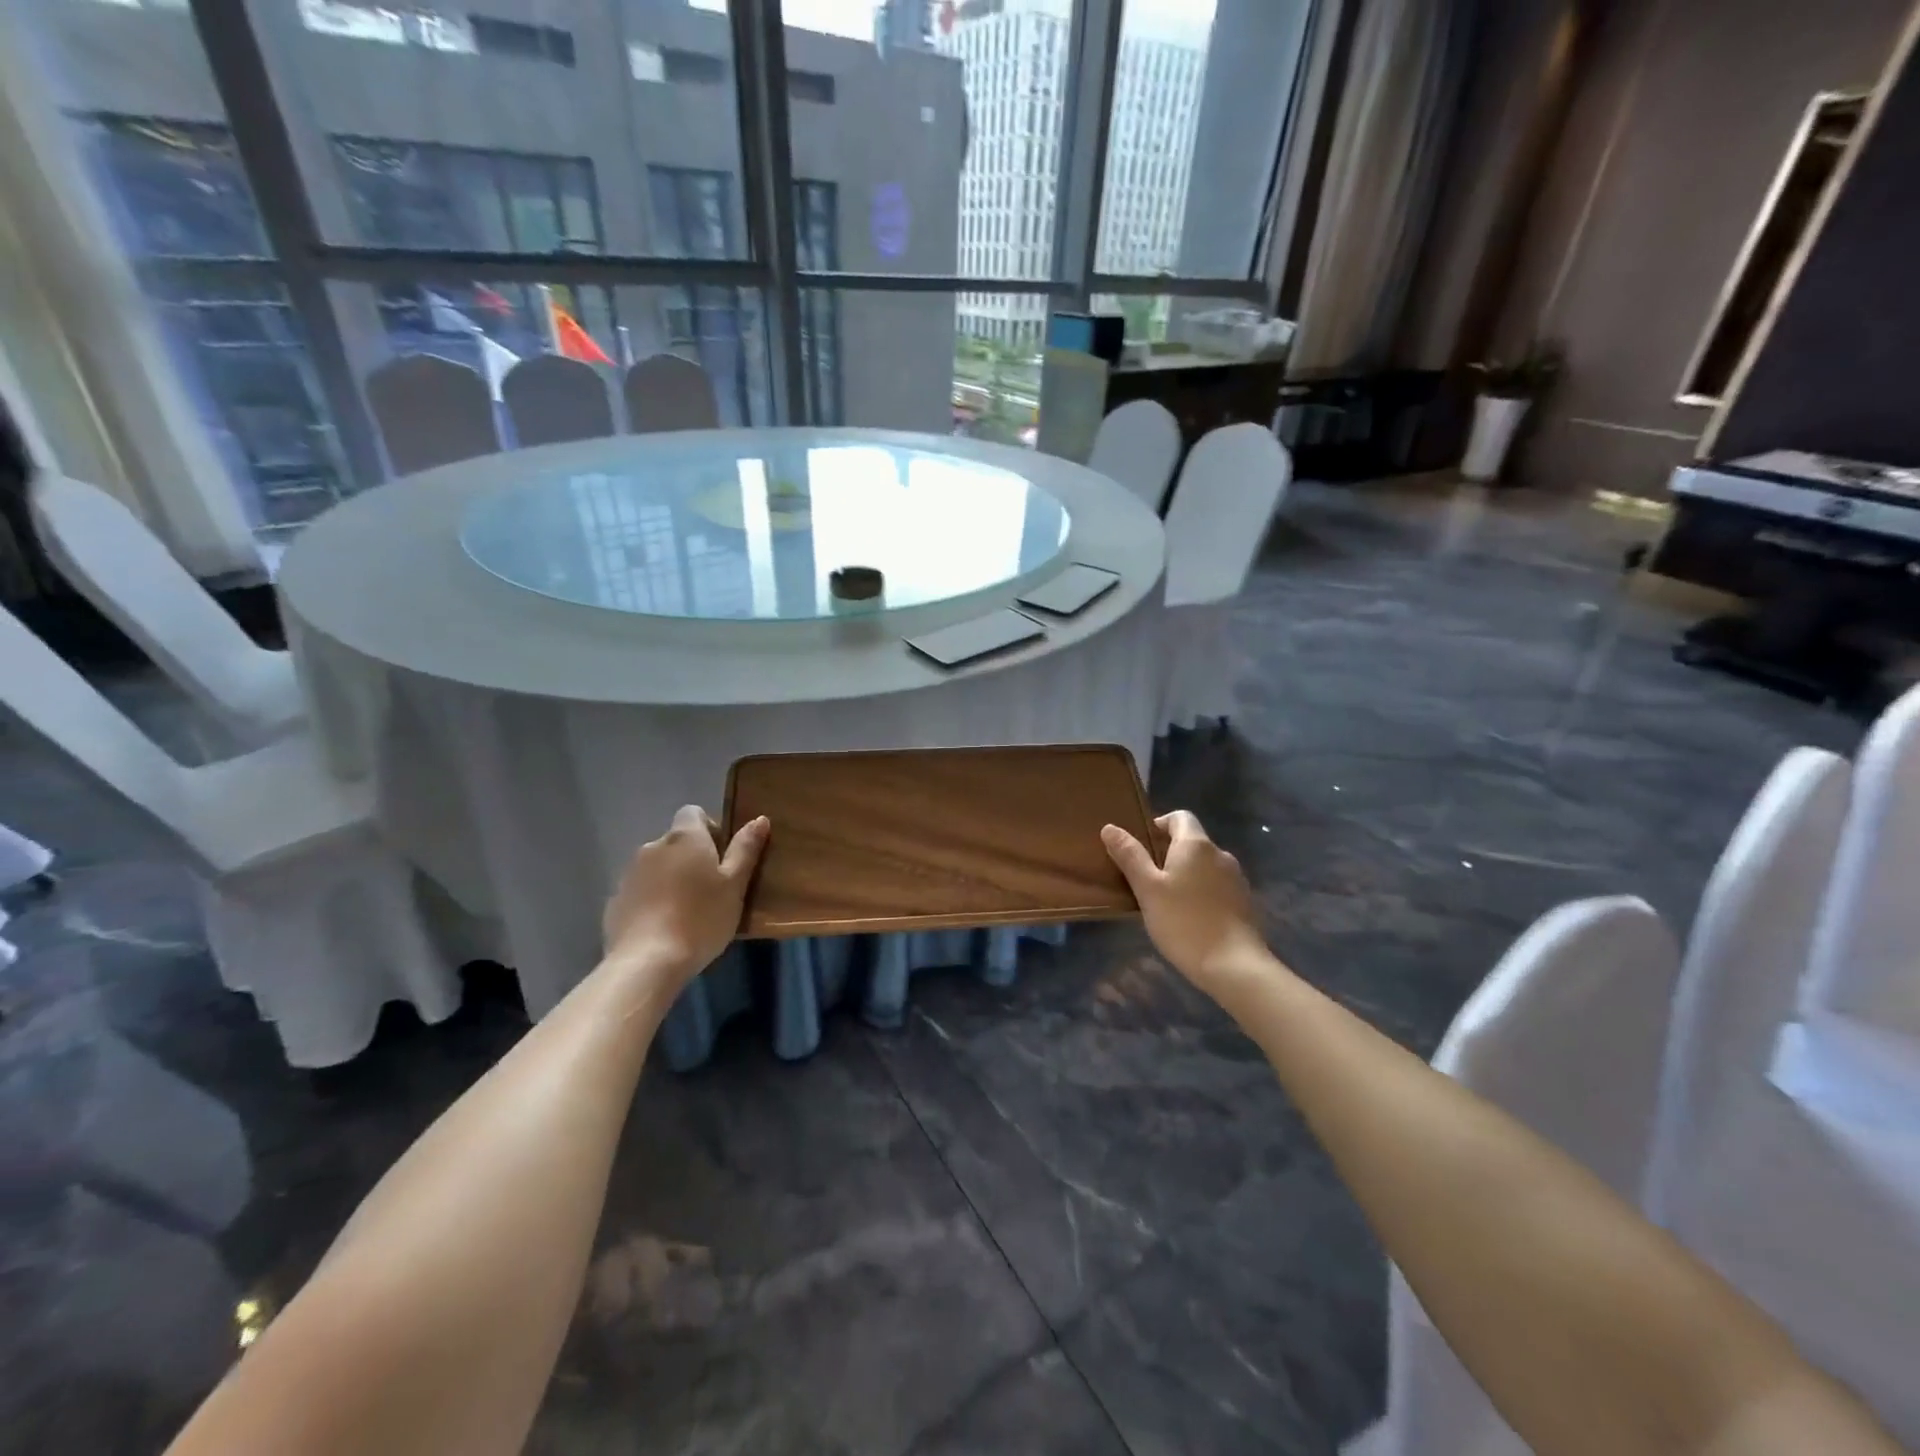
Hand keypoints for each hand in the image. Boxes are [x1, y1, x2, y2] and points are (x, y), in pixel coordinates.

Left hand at [603, 807, 768, 982]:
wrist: (647, 962)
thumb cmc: (701, 918)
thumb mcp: (734, 885)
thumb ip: (745, 850)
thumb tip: (760, 818)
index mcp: (685, 837)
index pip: (694, 813)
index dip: (710, 830)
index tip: (722, 858)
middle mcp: (653, 846)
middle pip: (676, 842)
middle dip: (692, 858)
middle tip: (710, 890)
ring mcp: (629, 874)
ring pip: (657, 867)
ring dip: (671, 879)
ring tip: (687, 913)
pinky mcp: (615, 901)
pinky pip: (640, 891)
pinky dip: (652, 901)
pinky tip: (663, 928)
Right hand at [1102, 810, 1273, 997]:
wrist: (1234, 965)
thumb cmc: (1184, 922)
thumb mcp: (1148, 889)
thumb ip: (1130, 856)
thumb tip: (1110, 827)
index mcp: (1196, 845)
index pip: (1180, 817)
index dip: (1159, 825)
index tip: (1142, 847)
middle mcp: (1220, 854)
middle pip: (1192, 842)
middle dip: (1169, 854)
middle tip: (1146, 879)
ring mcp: (1236, 879)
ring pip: (1204, 866)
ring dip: (1186, 875)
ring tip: (1166, 902)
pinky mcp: (1244, 902)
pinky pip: (1216, 886)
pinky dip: (1201, 893)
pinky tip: (1189, 918)